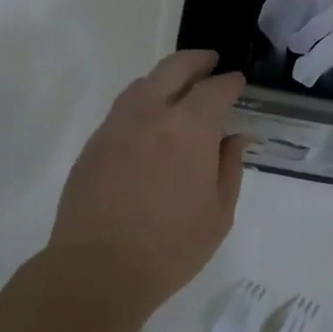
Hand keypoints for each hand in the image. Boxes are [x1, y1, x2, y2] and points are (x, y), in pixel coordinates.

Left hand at [46, 50, 246, 317]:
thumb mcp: (218, 213)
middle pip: (175, 68)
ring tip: (180, 86)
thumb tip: (234, 137)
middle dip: (197, 61)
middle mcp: (151, 114)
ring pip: (144, 83)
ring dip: (167, 77)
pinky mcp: (95, 141)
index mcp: (189, 129)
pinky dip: (144, 99)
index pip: (215, 89)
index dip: (230, 82)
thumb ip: (229, 167)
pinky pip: (124, 106)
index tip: (238, 82)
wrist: (97, 270)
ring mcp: (117, 125)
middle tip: (211, 62)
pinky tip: (151, 118)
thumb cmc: (169, 248)